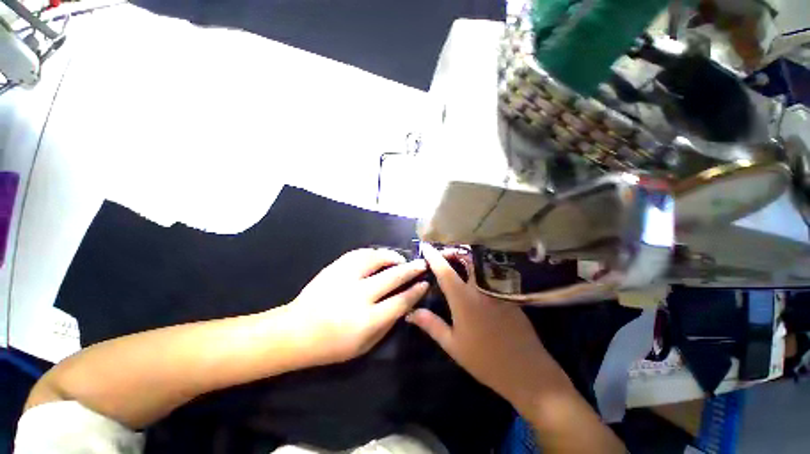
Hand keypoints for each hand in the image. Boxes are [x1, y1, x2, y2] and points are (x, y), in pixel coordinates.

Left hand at [285, 248, 428, 365]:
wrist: (295, 332)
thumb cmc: (332, 345)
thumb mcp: (365, 346)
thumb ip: (387, 324)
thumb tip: (405, 304)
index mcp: (367, 321)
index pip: (401, 301)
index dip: (416, 291)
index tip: (425, 283)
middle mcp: (358, 296)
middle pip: (393, 277)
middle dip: (411, 269)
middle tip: (422, 264)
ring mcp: (345, 278)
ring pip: (376, 258)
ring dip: (393, 257)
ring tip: (400, 259)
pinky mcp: (335, 268)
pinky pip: (359, 253)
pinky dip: (374, 252)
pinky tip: (380, 255)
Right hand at [406, 244, 570, 413]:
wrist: (527, 372)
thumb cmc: (485, 360)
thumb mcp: (453, 345)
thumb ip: (431, 325)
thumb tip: (410, 313)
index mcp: (464, 299)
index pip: (445, 271)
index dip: (433, 256)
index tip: (425, 246)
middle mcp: (481, 289)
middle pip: (467, 259)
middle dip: (453, 251)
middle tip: (442, 254)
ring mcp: (497, 290)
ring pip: (480, 264)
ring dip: (466, 257)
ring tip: (456, 260)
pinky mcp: (510, 294)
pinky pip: (491, 273)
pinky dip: (479, 268)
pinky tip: (475, 276)